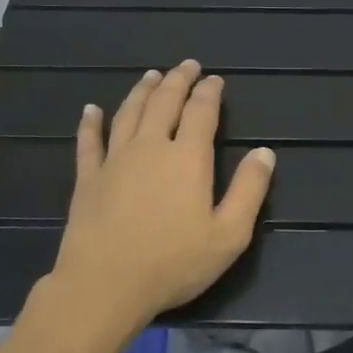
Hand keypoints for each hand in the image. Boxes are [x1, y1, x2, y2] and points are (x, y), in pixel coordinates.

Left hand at [31, 60, 274, 352]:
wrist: (104, 286)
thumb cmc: (173, 264)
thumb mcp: (229, 235)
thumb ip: (249, 190)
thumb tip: (264, 152)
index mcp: (187, 158)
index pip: (201, 112)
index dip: (209, 92)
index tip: (214, 79)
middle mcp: (150, 147)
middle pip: (164, 102)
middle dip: (178, 80)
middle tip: (187, 65)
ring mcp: (115, 160)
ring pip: (129, 113)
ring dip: (142, 91)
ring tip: (151, 75)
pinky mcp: (88, 178)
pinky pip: (89, 142)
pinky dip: (91, 123)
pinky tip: (91, 110)